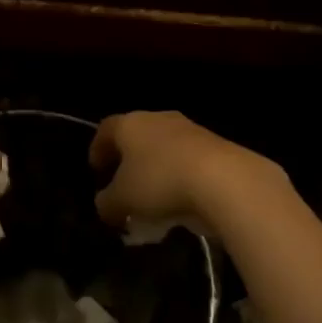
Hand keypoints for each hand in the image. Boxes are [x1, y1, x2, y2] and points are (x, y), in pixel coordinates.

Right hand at [90, 111, 280, 229]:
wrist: (225, 180)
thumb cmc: (161, 182)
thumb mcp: (122, 201)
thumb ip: (107, 202)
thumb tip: (104, 204)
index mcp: (130, 124)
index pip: (106, 129)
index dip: (98, 148)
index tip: (96, 169)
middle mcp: (159, 119)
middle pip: (137, 134)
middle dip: (129, 158)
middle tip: (124, 182)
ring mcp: (191, 129)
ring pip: (165, 147)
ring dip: (157, 168)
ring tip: (155, 197)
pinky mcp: (217, 145)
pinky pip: (189, 160)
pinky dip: (181, 176)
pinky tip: (183, 200)